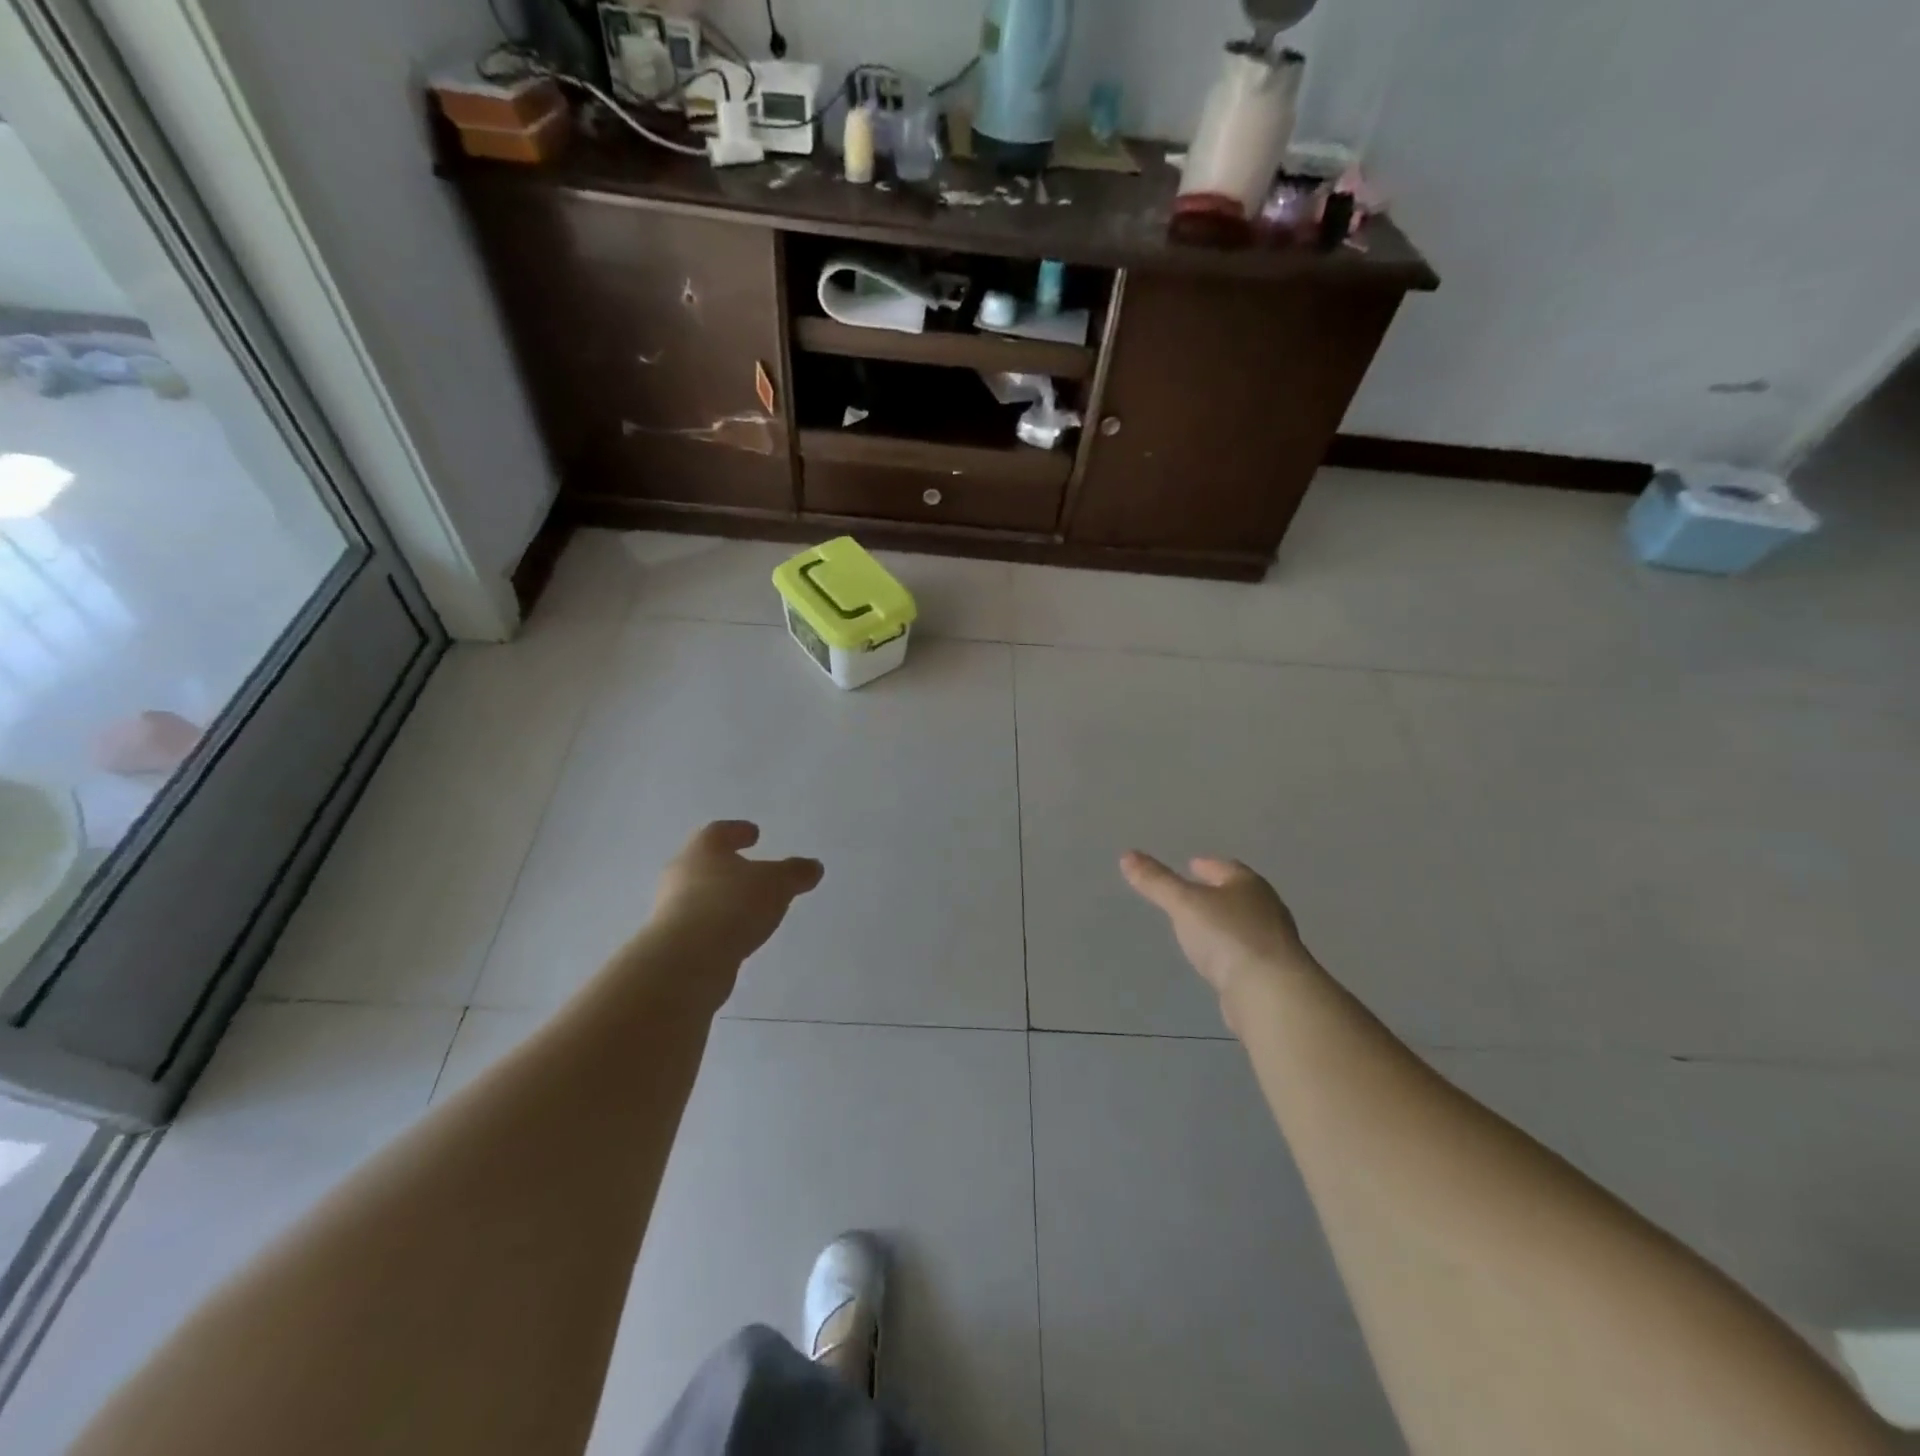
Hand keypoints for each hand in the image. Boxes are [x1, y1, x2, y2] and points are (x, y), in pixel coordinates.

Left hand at [643, 821, 823, 986]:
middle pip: (706, 863)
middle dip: (729, 866)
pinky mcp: (672, 942)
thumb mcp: (776, 884)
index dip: (738, 831)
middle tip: (753, 870)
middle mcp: (681, 874)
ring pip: (701, 895)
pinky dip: (718, 925)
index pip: (720, 832)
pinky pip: (700, 925)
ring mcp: (672, 909)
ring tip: (750, 907)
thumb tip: (813, 866)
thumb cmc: (732, 906)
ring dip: (723, 898)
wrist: (685, 962)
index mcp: (703, 849)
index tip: (754, 834)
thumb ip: (795, 873)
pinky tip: (737, 934)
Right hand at [1119, 852, 1318, 1030]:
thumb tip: (1127, 855)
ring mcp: (1273, 943)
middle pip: (1239, 894)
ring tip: (1201, 926)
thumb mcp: (1183, 903)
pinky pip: (1246, 953)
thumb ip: (1156, 882)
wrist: (1271, 993)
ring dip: (1225, 922)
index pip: (1226, 868)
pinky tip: (1217, 959)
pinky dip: (1230, 950)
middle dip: (1218, 891)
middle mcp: (1266, 909)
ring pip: (1244, 924)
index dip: (1207, 865)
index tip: (1192, 864)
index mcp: (1249, 885)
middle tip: (1194, 892)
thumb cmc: (1227, 936)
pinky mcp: (1272, 974)